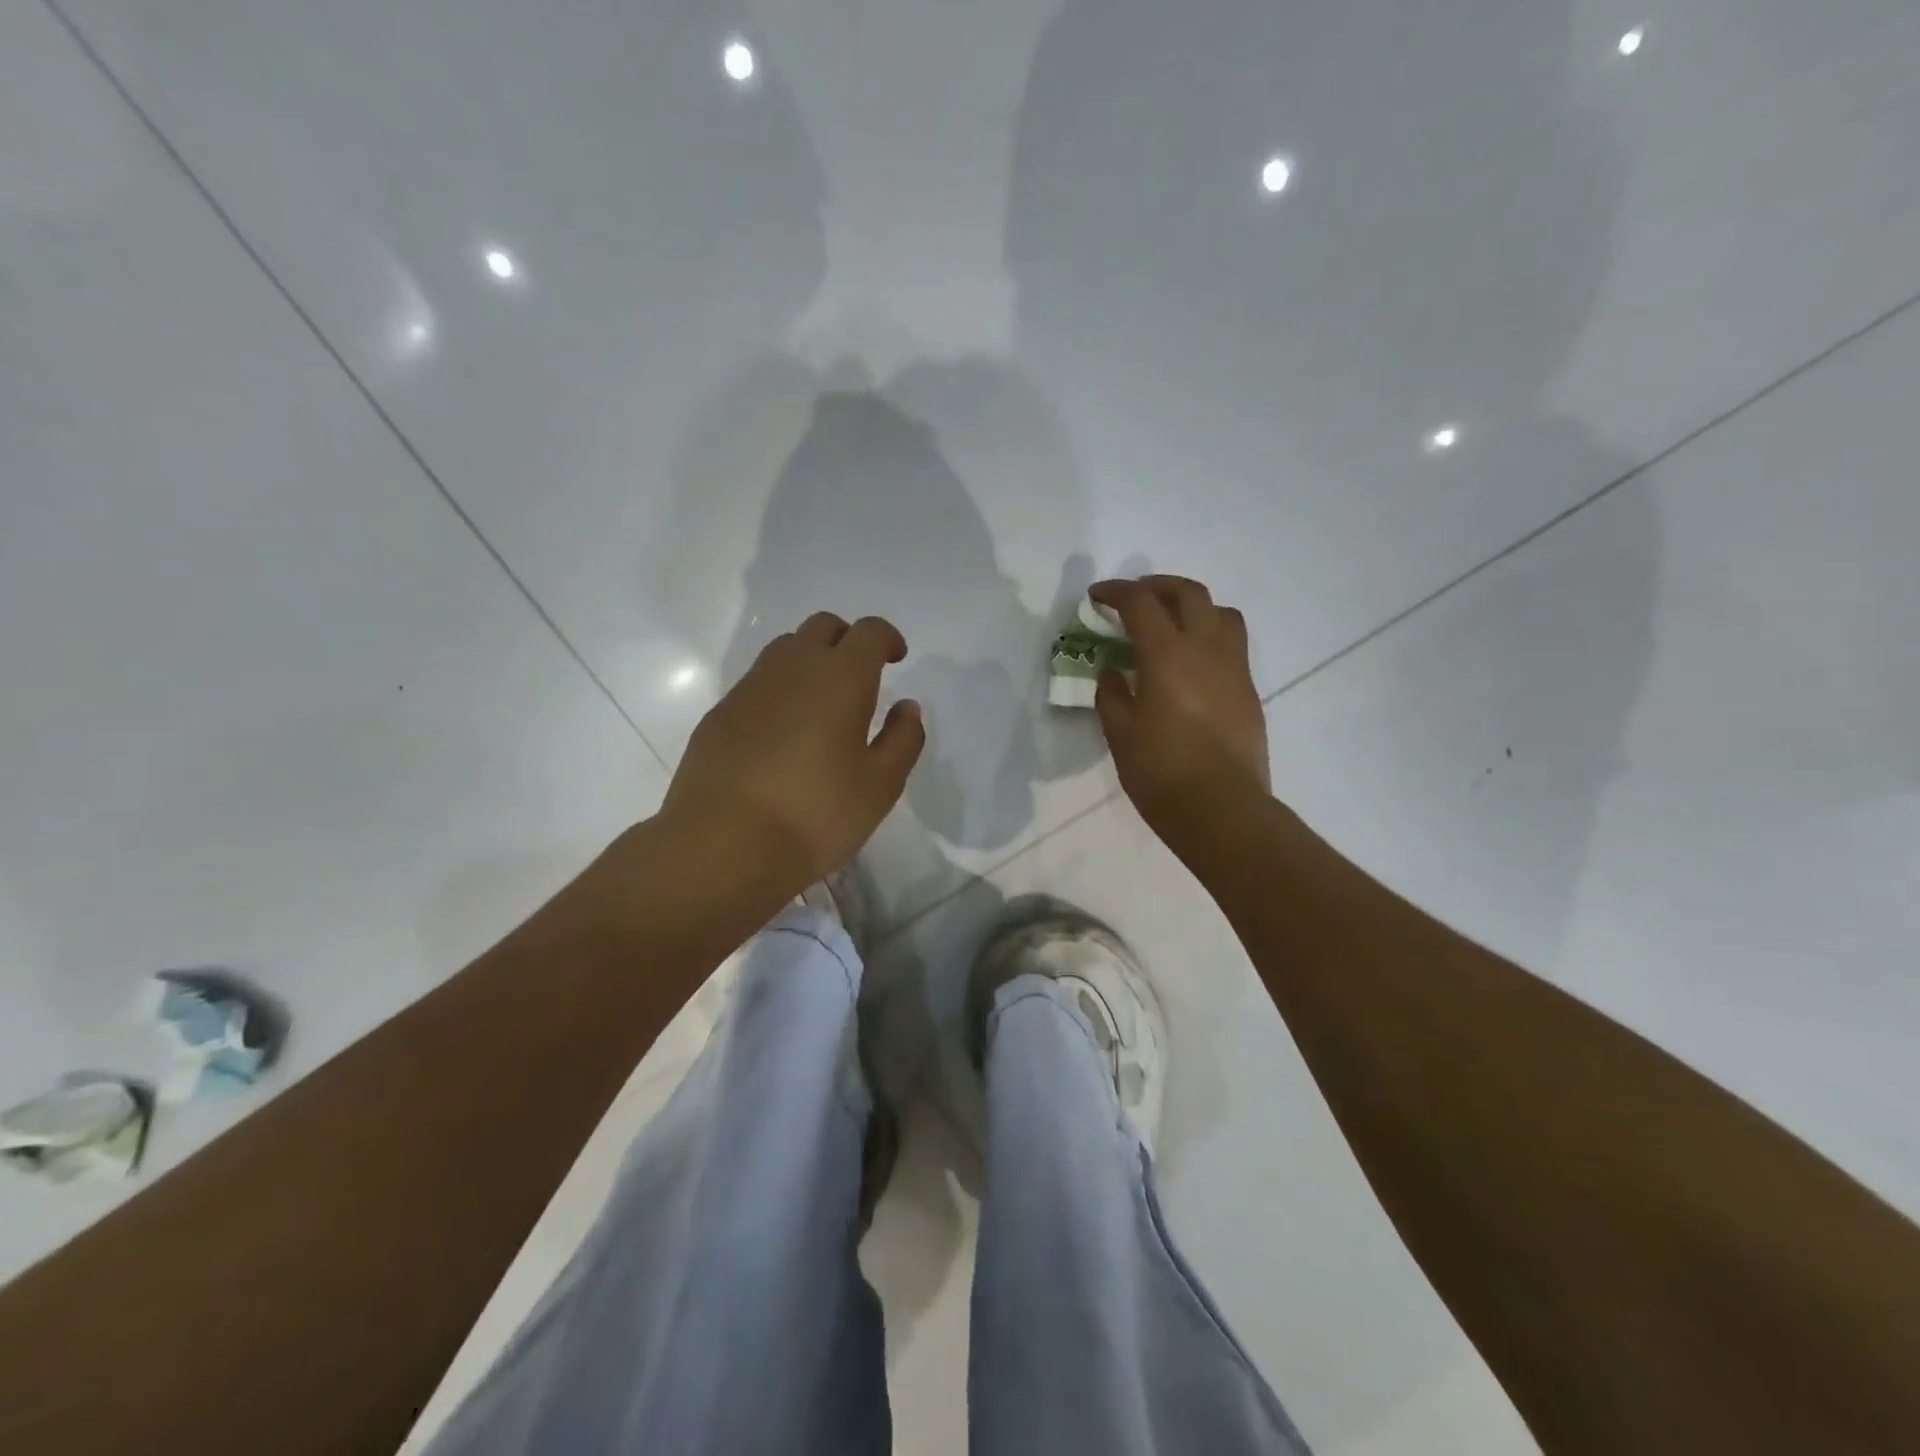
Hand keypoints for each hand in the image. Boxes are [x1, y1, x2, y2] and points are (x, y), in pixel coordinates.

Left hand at [660, 613, 924, 895]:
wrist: (722, 845)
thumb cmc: (815, 815)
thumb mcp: (880, 786)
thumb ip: (902, 739)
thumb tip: (907, 707)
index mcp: (840, 678)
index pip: (868, 632)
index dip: (886, 638)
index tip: (896, 659)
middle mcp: (792, 668)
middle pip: (823, 627)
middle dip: (847, 641)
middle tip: (861, 677)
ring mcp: (749, 688)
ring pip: (785, 650)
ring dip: (810, 661)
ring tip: (822, 705)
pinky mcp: (719, 714)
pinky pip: (757, 683)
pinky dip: (779, 691)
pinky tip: (782, 735)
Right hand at [1090, 576, 1270, 854]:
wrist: (1221, 809)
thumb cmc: (1161, 772)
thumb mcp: (1120, 734)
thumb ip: (1112, 695)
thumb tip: (1113, 672)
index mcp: (1167, 656)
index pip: (1141, 604)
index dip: (1116, 592)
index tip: (1097, 596)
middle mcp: (1205, 650)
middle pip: (1189, 594)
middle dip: (1158, 586)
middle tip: (1136, 598)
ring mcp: (1234, 668)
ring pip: (1221, 613)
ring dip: (1193, 606)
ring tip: (1172, 623)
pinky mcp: (1248, 690)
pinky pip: (1232, 644)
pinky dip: (1209, 636)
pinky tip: (1191, 663)